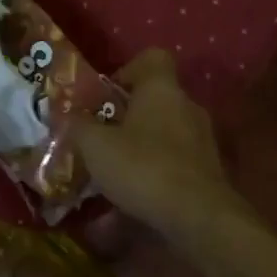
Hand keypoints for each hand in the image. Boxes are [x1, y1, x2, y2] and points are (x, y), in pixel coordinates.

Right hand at [73, 51, 238, 237]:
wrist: (198, 218)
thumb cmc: (143, 167)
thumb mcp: (95, 146)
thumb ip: (78, 126)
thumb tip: (68, 116)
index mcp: (161, 89)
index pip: (151, 58)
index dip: (126, 70)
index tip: (105, 95)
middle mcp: (187, 107)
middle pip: (155, 98)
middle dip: (127, 115)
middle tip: (100, 135)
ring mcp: (202, 140)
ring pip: (164, 131)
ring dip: (141, 145)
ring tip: (113, 169)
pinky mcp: (208, 171)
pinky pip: (174, 161)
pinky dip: (155, 171)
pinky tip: (134, 195)